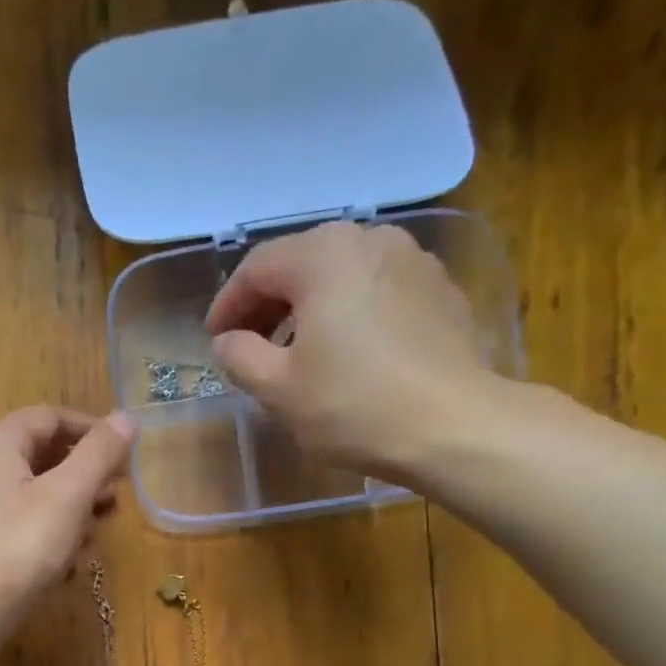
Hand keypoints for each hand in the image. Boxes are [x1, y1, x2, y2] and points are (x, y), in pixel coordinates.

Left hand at [0, 407, 136, 633]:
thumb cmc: (18, 546)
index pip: (52, 418)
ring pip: (42, 500)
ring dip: (74, 517)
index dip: (93, 431)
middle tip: (114, 506)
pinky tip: (67, 569)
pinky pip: (28, 532)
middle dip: (87, 482)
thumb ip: (100, 454)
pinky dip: (52, 544)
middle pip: (48, 460)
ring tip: (91, 541)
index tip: (127, 456)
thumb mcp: (67, 495)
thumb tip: (127, 418)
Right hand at [205, 220, 529, 483]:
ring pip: (341, 272)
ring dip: (308, 305)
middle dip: (267, 302)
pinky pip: (376, 288)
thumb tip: (226, 341)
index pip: (257, 267)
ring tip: (296, 348)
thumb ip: (240, 357)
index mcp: (322, 256)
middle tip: (249, 343)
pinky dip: (349, 310)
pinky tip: (347, 349)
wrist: (451, 425)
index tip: (214, 340)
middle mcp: (369, 239)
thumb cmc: (352, 406)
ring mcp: (411, 259)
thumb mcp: (278, 389)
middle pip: (301, 261)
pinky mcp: (438, 289)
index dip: (228, 304)